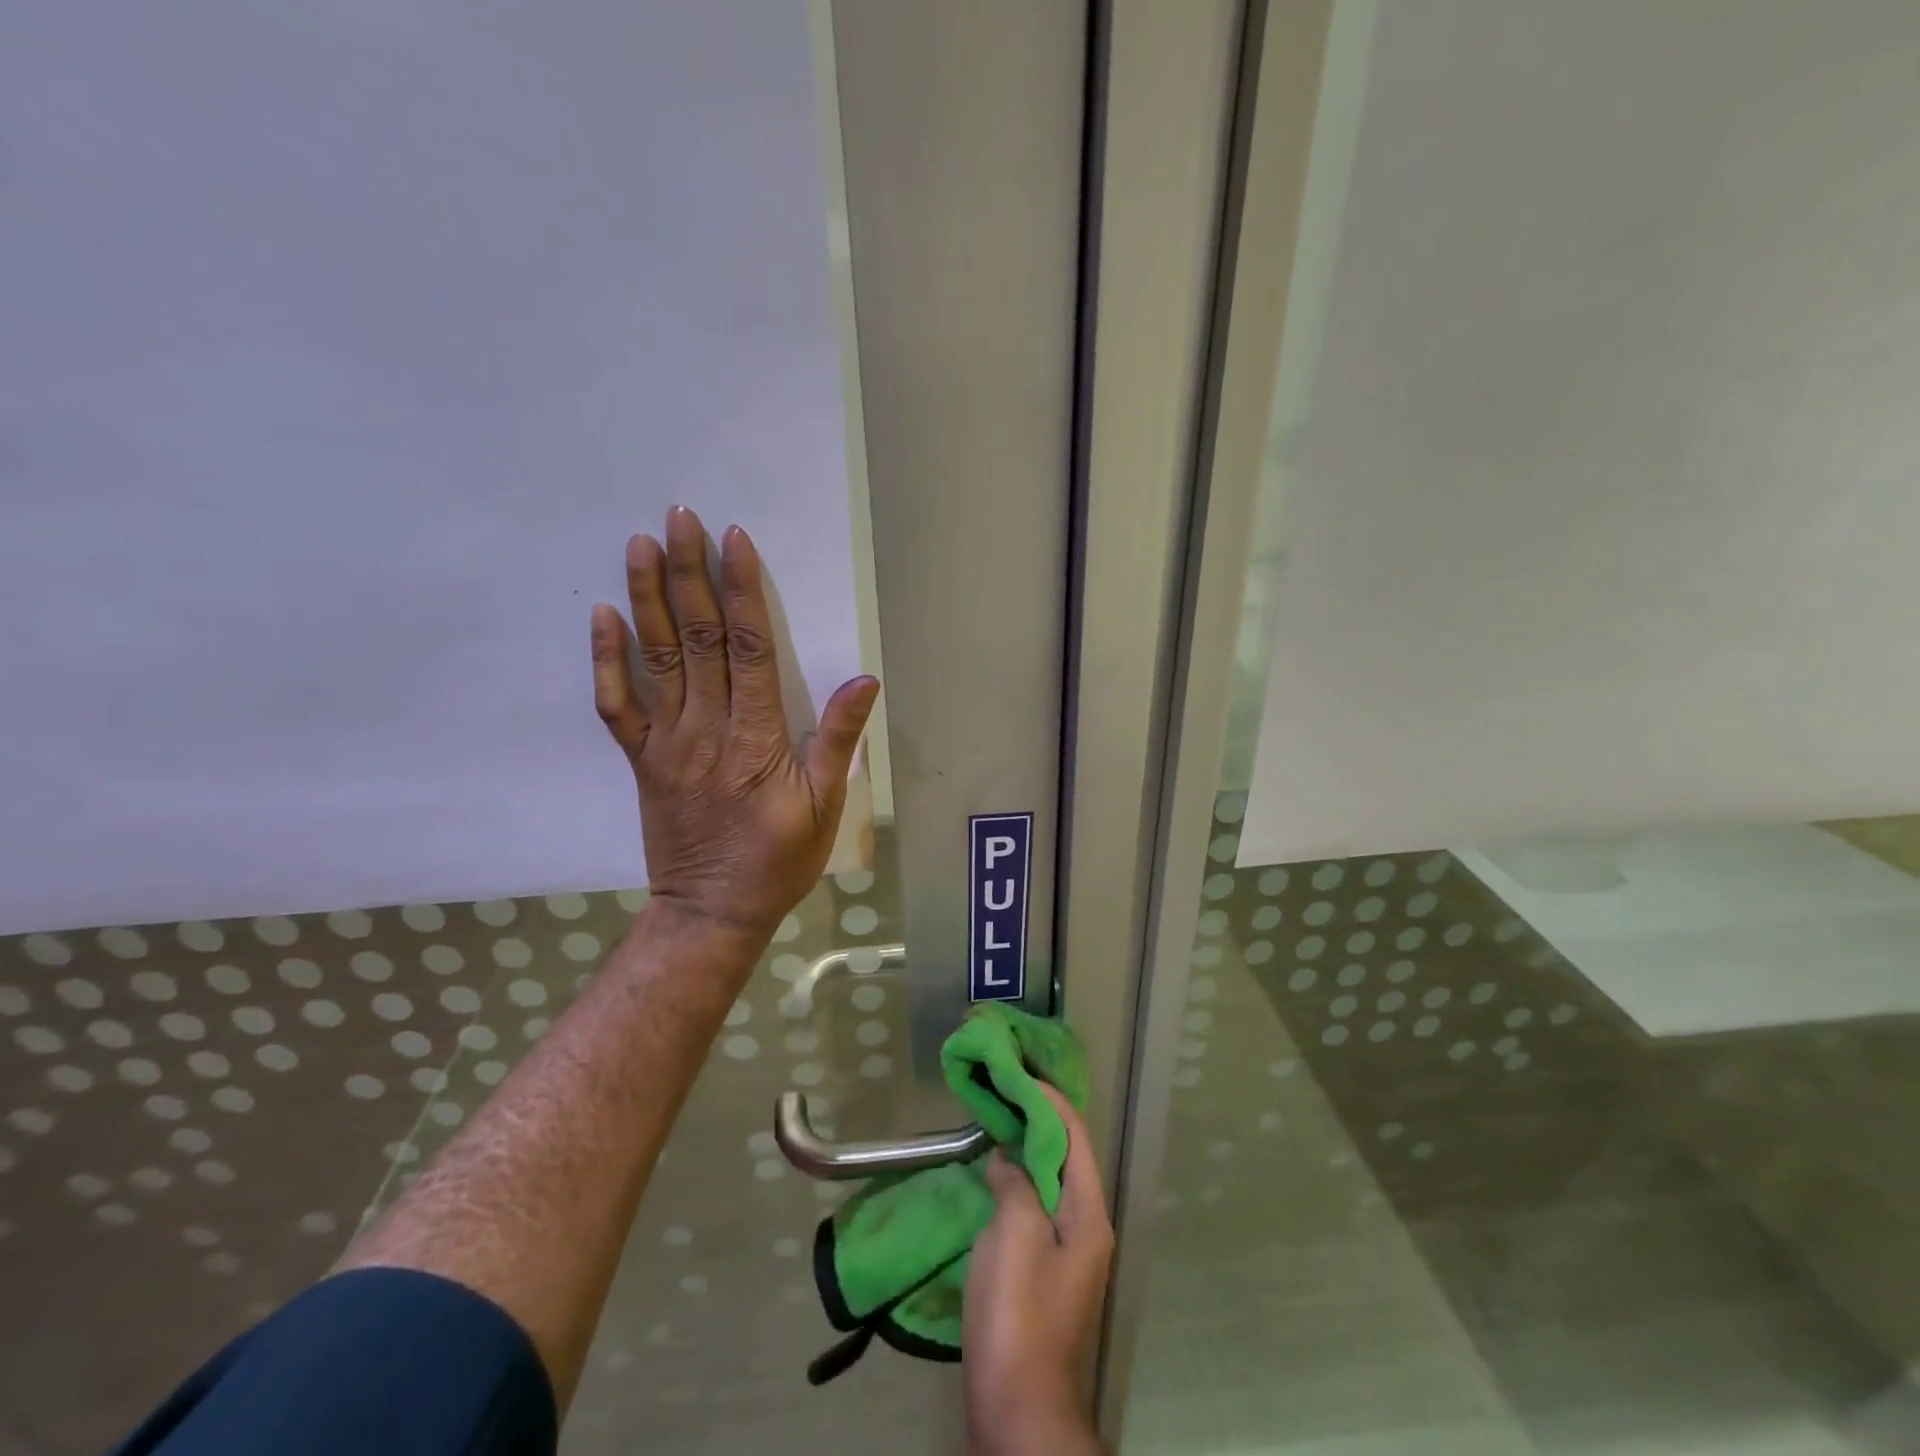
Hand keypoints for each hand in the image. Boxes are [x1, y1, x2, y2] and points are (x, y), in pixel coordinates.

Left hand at [589, 505, 878, 941]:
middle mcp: (706, 728)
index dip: (743, 590)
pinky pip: (618, 705)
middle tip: (680, 518)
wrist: (712, 911)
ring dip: (647, 598)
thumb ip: (837, 740)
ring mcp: (667, 743)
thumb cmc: (778, 859)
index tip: (733, 541)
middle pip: (698, 638)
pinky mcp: (642, 760)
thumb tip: (863, 680)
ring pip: (656, 659)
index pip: (749, 647)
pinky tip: (602, 616)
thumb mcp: (825, 805)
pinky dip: (607, 660)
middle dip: (689, 573)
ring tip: (640, 545)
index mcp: (755, 736)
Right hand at [963, 1086, 1112, 1455]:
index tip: (1021, 1071)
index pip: (1075, 1137)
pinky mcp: (1043, 1271)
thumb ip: (1017, 1183)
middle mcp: (1086, 1227)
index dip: (1050, 1100)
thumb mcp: (1015, 1234)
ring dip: (1026, 1148)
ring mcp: (1066, 1252)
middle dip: (1038, 1120)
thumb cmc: (1018, 1312)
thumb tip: (1009, 1158)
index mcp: (1088, 1214)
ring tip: (996, 1119)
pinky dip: (1016, 1180)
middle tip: (1004, 1089)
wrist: (1017, 1407)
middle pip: (1066, 1156)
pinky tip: (992, 1174)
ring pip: (1049, 1181)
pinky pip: (1034, 1206)